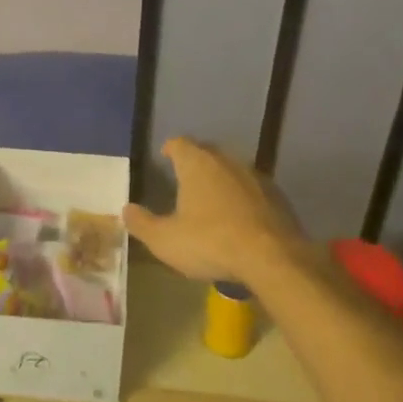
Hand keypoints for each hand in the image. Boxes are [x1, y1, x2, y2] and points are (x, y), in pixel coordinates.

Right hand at [122, 137, 307, 286]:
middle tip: (185, 178)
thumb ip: (142, 223)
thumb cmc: (211, 242)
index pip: (179, 143)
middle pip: (207, 152)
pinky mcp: (277, 196)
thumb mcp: (165, 240)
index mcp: (197, 164)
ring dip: (221, 180)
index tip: (165, 156)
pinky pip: (252, 189)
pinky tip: (239, 218)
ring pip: (232, 170)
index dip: (170, 149)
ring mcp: (255, 176)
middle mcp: (226, 161)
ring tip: (211, 199)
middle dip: (195, 162)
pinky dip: (242, 197)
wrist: (272, 258)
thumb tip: (126, 210)